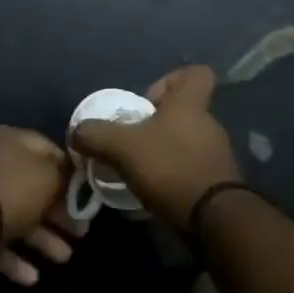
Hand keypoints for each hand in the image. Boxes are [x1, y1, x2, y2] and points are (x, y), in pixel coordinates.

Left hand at [0, 125, 82, 285]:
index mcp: (7, 139)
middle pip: (33, 187)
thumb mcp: (50, 176)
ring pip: (17, 216)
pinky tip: (32, 277)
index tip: (86, 194)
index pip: (47, 149)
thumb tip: (71, 178)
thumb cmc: (14, 190)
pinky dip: (16, 257)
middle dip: (59, 214)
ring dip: (43, 239)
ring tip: (63, 258)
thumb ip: (65, 175)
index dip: (70, 172)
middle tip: (80, 232)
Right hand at [69, 65, 241, 232]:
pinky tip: (149, 195)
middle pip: (183, 112)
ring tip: (136, 172)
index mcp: (190, 105)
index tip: (147, 100)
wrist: (213, 219)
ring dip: (161, 154)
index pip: (196, 73)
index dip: (171, 79)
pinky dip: (169, 179)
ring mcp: (216, 155)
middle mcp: (208, 125)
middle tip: (131, 142)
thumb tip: (76, 132)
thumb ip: (96, 135)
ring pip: (185, 143)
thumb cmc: (170, 168)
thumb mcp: (122, 147)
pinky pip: (189, 171)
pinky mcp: (216, 184)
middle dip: (155, 125)